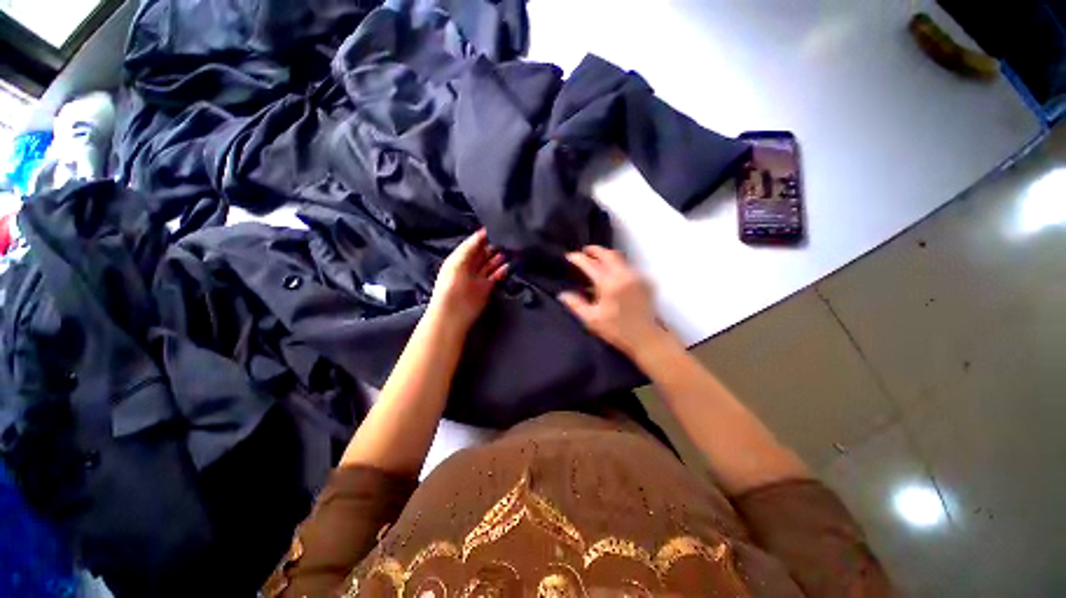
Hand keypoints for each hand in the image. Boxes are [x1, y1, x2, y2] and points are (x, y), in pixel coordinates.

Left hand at [429, 229, 507, 330]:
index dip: (482, 237)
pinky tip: (508, 265)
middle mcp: (469, 267)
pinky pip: (496, 276)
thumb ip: (469, 248)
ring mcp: (478, 278)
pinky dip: (502, 271)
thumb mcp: (457, 262)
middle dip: (492, 246)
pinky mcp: (487, 288)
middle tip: (505, 239)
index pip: (473, 244)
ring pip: (490, 264)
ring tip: (509, 250)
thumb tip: (481, 232)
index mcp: (459, 259)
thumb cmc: (451, 286)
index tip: (495, 228)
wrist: (453, 313)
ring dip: (498, 258)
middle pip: (483, 253)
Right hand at [558, 246, 667, 356]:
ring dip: (607, 256)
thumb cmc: (616, 330)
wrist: (646, 338)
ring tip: (597, 261)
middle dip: (595, 250)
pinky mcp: (645, 281)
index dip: (578, 258)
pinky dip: (617, 266)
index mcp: (609, 284)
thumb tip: (562, 294)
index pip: (590, 264)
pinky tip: (612, 275)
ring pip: (620, 258)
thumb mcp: (591, 320)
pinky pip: (628, 267)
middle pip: (608, 254)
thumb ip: (575, 304)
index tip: (569, 256)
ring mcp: (637, 277)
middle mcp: (624, 276)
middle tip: (585, 251)